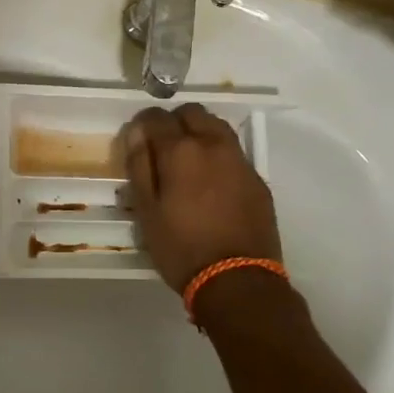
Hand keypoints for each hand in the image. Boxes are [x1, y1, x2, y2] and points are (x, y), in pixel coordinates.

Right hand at [124, 104, 280, 292]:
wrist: (237, 279)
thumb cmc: (181, 248)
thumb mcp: (147, 211)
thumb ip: (140, 165)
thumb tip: (137, 132)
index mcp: (180, 151)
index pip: (156, 117)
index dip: (143, 123)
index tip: (137, 140)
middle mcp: (213, 145)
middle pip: (192, 113)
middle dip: (174, 122)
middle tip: (163, 149)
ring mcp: (240, 160)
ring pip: (217, 127)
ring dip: (199, 133)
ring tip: (188, 162)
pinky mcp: (257, 179)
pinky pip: (234, 152)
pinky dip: (218, 155)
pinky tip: (212, 183)